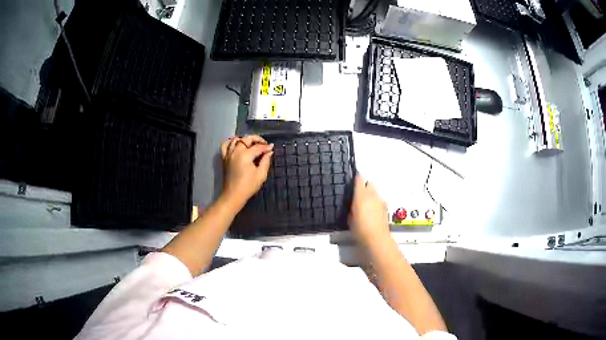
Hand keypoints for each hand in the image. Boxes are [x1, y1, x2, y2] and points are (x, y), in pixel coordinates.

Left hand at [220, 135, 273, 209]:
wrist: (233, 195)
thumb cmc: (248, 186)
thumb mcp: (261, 175)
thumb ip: (266, 161)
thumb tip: (269, 152)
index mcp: (245, 155)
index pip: (258, 147)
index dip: (266, 147)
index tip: (272, 148)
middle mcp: (236, 151)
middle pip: (247, 139)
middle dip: (257, 140)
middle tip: (264, 144)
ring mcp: (228, 154)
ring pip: (236, 140)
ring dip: (245, 139)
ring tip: (252, 144)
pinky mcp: (224, 158)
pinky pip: (225, 145)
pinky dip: (231, 142)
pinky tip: (236, 144)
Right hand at [348, 175, 390, 245]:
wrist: (376, 238)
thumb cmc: (359, 229)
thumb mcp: (349, 218)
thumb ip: (351, 207)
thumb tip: (353, 203)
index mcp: (361, 195)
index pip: (359, 179)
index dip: (356, 179)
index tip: (352, 183)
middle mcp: (372, 194)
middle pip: (370, 183)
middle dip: (365, 187)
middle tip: (359, 196)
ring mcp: (380, 200)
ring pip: (375, 192)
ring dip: (371, 195)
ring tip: (365, 206)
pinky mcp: (385, 208)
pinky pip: (379, 200)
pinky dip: (376, 203)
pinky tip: (372, 213)